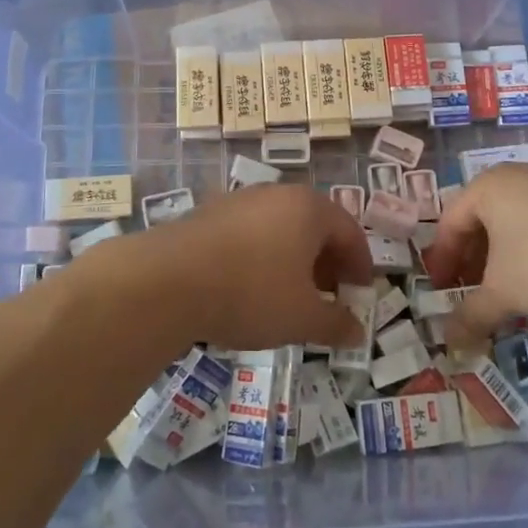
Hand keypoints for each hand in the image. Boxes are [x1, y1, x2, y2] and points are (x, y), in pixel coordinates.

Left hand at [125, 184, 370, 352]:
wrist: (167, 281)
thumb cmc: (251, 293)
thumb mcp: (302, 318)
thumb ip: (335, 324)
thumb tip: (358, 332)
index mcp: (308, 208)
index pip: (349, 231)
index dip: (360, 265)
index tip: (360, 294)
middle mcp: (276, 194)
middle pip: (314, 226)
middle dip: (326, 263)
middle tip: (329, 297)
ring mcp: (239, 201)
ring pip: (279, 229)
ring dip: (293, 260)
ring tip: (289, 297)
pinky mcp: (208, 214)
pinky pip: (250, 234)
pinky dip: (261, 257)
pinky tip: (249, 288)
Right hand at [422, 164, 527, 350]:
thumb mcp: (503, 293)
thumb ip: (472, 314)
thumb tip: (448, 342)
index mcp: (487, 187)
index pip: (450, 221)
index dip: (442, 259)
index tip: (441, 290)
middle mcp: (516, 179)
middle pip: (481, 220)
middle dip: (472, 260)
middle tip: (469, 293)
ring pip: (513, 224)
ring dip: (502, 259)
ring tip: (506, 293)